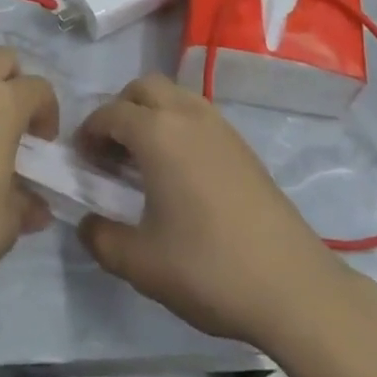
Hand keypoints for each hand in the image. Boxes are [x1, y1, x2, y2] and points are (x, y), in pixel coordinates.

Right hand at [76, 75, 353, 350]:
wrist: (294, 289)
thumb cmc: (208, 269)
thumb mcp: (140, 263)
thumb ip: (100, 238)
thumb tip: (87, 223)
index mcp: (158, 133)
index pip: (110, 113)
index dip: (88, 133)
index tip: (81, 162)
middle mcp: (188, 116)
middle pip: (144, 88)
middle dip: (120, 110)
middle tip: (111, 152)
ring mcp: (222, 128)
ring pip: (175, 97)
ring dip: (151, 115)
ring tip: (144, 163)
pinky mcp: (244, 147)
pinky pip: (198, 116)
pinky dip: (178, 128)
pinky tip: (180, 175)